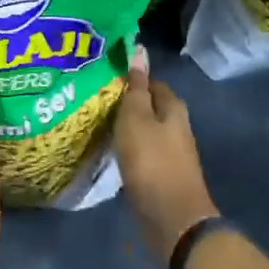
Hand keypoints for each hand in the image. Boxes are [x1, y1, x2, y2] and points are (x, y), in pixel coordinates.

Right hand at [114, 47, 218, 264]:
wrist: (171, 217)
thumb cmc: (151, 161)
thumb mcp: (136, 118)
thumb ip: (136, 87)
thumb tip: (140, 51)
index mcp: (173, 108)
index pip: (151, 82)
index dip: (130, 77)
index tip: (103, 76)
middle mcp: (176, 127)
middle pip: (148, 106)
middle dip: (124, 102)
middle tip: (92, 99)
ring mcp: (170, 152)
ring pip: (143, 131)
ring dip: (123, 127)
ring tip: (94, 123)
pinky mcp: (161, 175)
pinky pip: (140, 153)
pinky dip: (125, 148)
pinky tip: (108, 151)